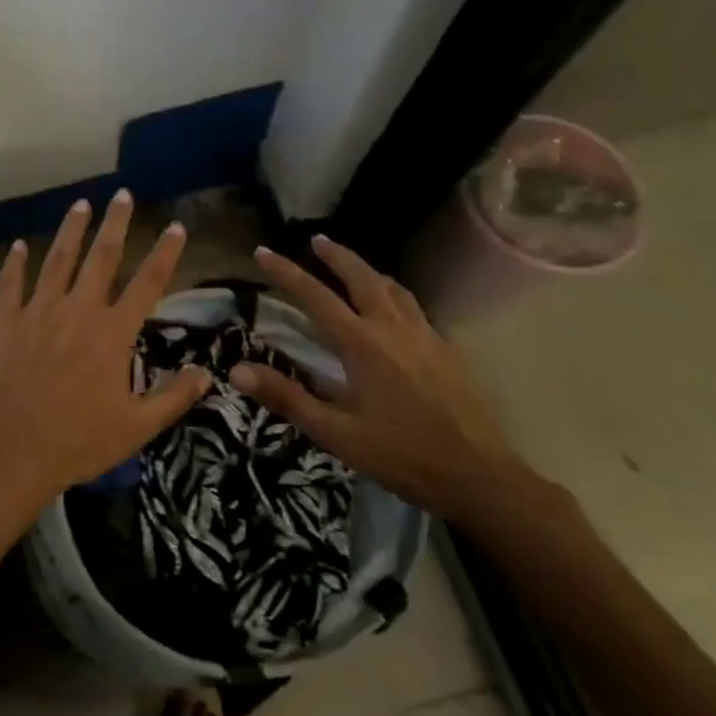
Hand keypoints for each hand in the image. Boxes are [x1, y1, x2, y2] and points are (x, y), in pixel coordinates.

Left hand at [0, 191, 211, 528]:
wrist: (10, 452)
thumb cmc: (77, 442)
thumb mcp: (137, 427)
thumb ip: (174, 396)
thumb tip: (208, 373)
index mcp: (112, 333)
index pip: (147, 283)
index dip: (165, 253)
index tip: (176, 227)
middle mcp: (78, 310)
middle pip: (101, 257)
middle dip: (115, 223)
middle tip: (123, 194)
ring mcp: (38, 311)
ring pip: (58, 260)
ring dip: (71, 230)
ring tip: (81, 203)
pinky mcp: (4, 321)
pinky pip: (10, 283)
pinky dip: (15, 262)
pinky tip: (19, 244)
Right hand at [227, 234, 523, 522]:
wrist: (478, 475)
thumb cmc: (401, 455)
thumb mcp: (335, 432)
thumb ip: (287, 397)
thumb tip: (237, 370)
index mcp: (362, 344)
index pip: (315, 296)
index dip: (286, 272)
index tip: (263, 251)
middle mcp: (393, 329)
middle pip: (361, 277)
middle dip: (336, 255)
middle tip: (316, 239)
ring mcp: (425, 336)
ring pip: (392, 287)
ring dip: (367, 269)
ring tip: (352, 265)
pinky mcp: (445, 350)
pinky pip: (413, 305)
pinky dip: (392, 291)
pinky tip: (393, 307)